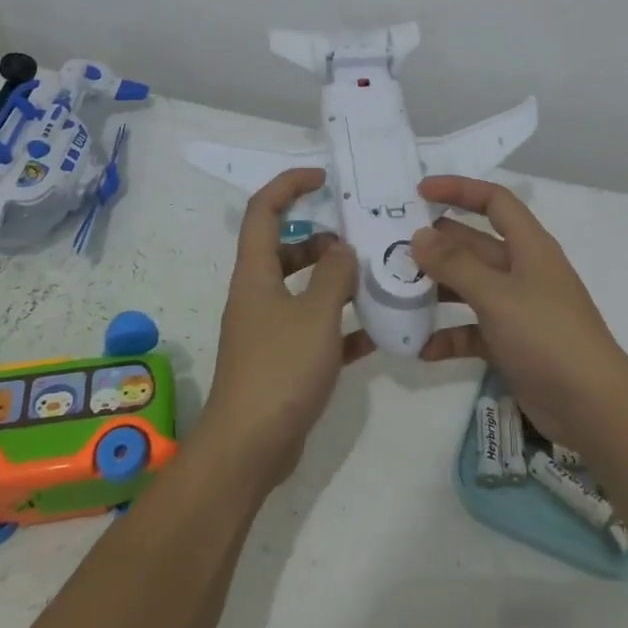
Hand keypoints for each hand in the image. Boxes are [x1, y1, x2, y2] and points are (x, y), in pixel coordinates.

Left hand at [197, 168, 366, 491]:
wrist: (249, 449)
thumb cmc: (279, 370)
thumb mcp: (315, 315)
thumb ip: (335, 276)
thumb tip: (343, 249)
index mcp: (255, 274)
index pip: (263, 211)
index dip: (289, 185)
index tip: (323, 178)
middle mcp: (258, 295)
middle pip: (286, 249)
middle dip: (322, 239)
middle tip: (361, 240)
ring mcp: (269, 330)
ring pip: (303, 289)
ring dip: (336, 281)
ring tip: (376, 279)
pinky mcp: (283, 361)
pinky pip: (315, 330)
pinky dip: (342, 326)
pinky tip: (378, 332)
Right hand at [412, 176, 627, 458]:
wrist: (593, 408)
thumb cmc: (547, 336)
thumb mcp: (497, 295)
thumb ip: (456, 264)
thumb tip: (419, 235)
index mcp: (529, 247)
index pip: (494, 202)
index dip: (459, 190)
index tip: (419, 192)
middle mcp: (522, 271)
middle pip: (475, 244)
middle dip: (437, 243)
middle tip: (393, 246)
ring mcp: (517, 309)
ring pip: (469, 287)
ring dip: (437, 289)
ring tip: (396, 291)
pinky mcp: (511, 344)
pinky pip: (472, 331)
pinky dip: (449, 335)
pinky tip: (421, 347)